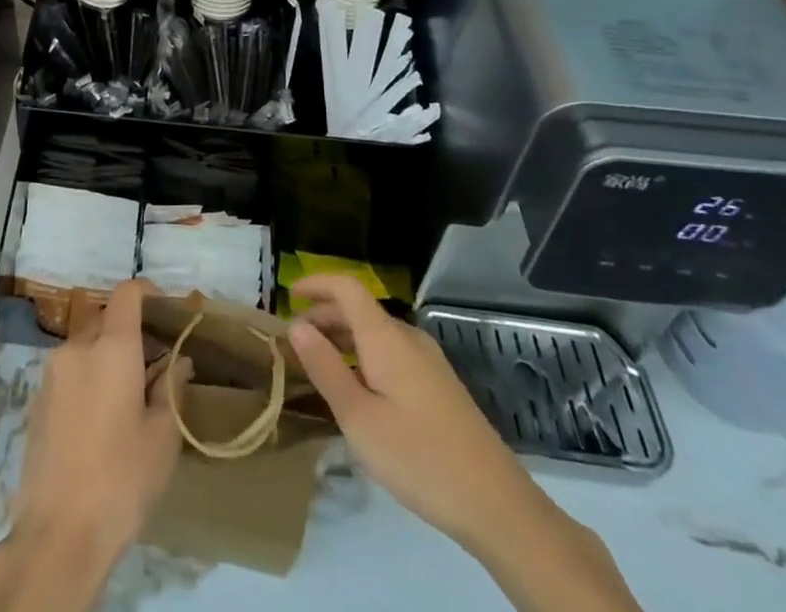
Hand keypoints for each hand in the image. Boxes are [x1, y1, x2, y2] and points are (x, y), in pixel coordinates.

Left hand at [12, 279, 190, 569]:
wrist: (57, 535)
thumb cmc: (121, 481)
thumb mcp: (162, 437)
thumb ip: (171, 388)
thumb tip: (178, 362)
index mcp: (111, 348)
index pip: (127, 294)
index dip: (148, 293)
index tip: (166, 311)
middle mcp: (77, 348)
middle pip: (106, 318)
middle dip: (130, 331)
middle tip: (154, 363)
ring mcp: (52, 373)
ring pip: (86, 345)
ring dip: (107, 355)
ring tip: (128, 395)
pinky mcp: (37, 399)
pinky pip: (69, 370)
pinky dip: (88, 376)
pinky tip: (101, 417)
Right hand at [289, 274, 540, 547]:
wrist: (496, 504)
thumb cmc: (418, 457)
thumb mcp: (359, 418)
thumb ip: (325, 368)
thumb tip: (297, 325)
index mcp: (386, 337)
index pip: (347, 287)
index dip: (317, 282)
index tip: (288, 294)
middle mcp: (408, 337)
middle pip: (360, 309)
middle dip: (324, 315)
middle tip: (296, 341)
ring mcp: (428, 361)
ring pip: (376, 332)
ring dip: (344, 338)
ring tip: (319, 365)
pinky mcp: (439, 385)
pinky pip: (392, 352)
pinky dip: (364, 355)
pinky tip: (357, 389)